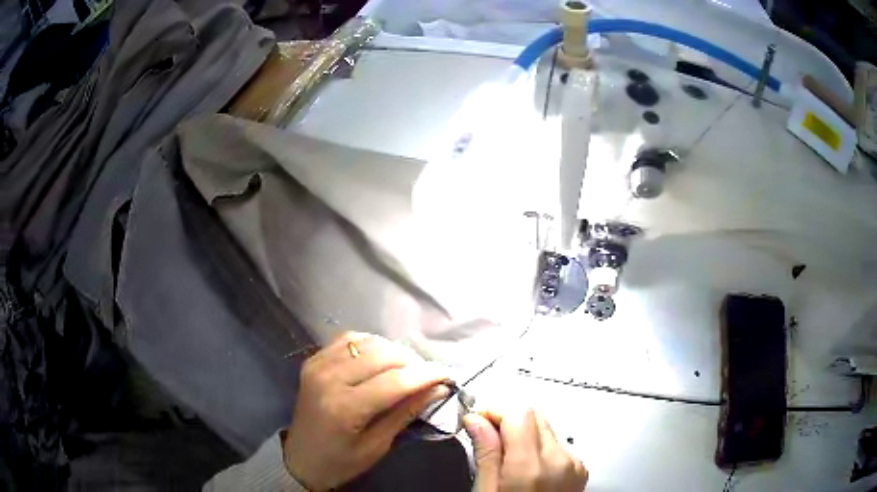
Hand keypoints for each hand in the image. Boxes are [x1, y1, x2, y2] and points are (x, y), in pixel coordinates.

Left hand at [283, 332, 449, 490]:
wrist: (300, 459)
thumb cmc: (340, 462)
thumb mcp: (377, 446)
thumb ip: (406, 413)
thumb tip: (438, 388)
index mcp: (344, 407)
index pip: (394, 381)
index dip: (426, 374)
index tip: (448, 375)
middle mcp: (328, 378)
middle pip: (382, 355)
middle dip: (413, 362)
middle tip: (428, 376)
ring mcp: (317, 365)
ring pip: (367, 341)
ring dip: (393, 351)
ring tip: (407, 369)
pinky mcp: (313, 360)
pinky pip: (349, 339)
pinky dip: (371, 345)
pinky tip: (380, 359)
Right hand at [464, 408, 587, 491]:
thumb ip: (486, 454)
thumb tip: (476, 422)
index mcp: (532, 468)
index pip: (519, 413)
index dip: (495, 412)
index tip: (478, 421)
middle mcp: (560, 461)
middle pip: (534, 415)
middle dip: (508, 421)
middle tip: (487, 439)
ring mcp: (574, 464)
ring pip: (546, 426)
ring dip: (523, 433)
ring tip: (506, 458)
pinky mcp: (580, 468)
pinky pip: (557, 443)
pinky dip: (538, 446)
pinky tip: (525, 466)